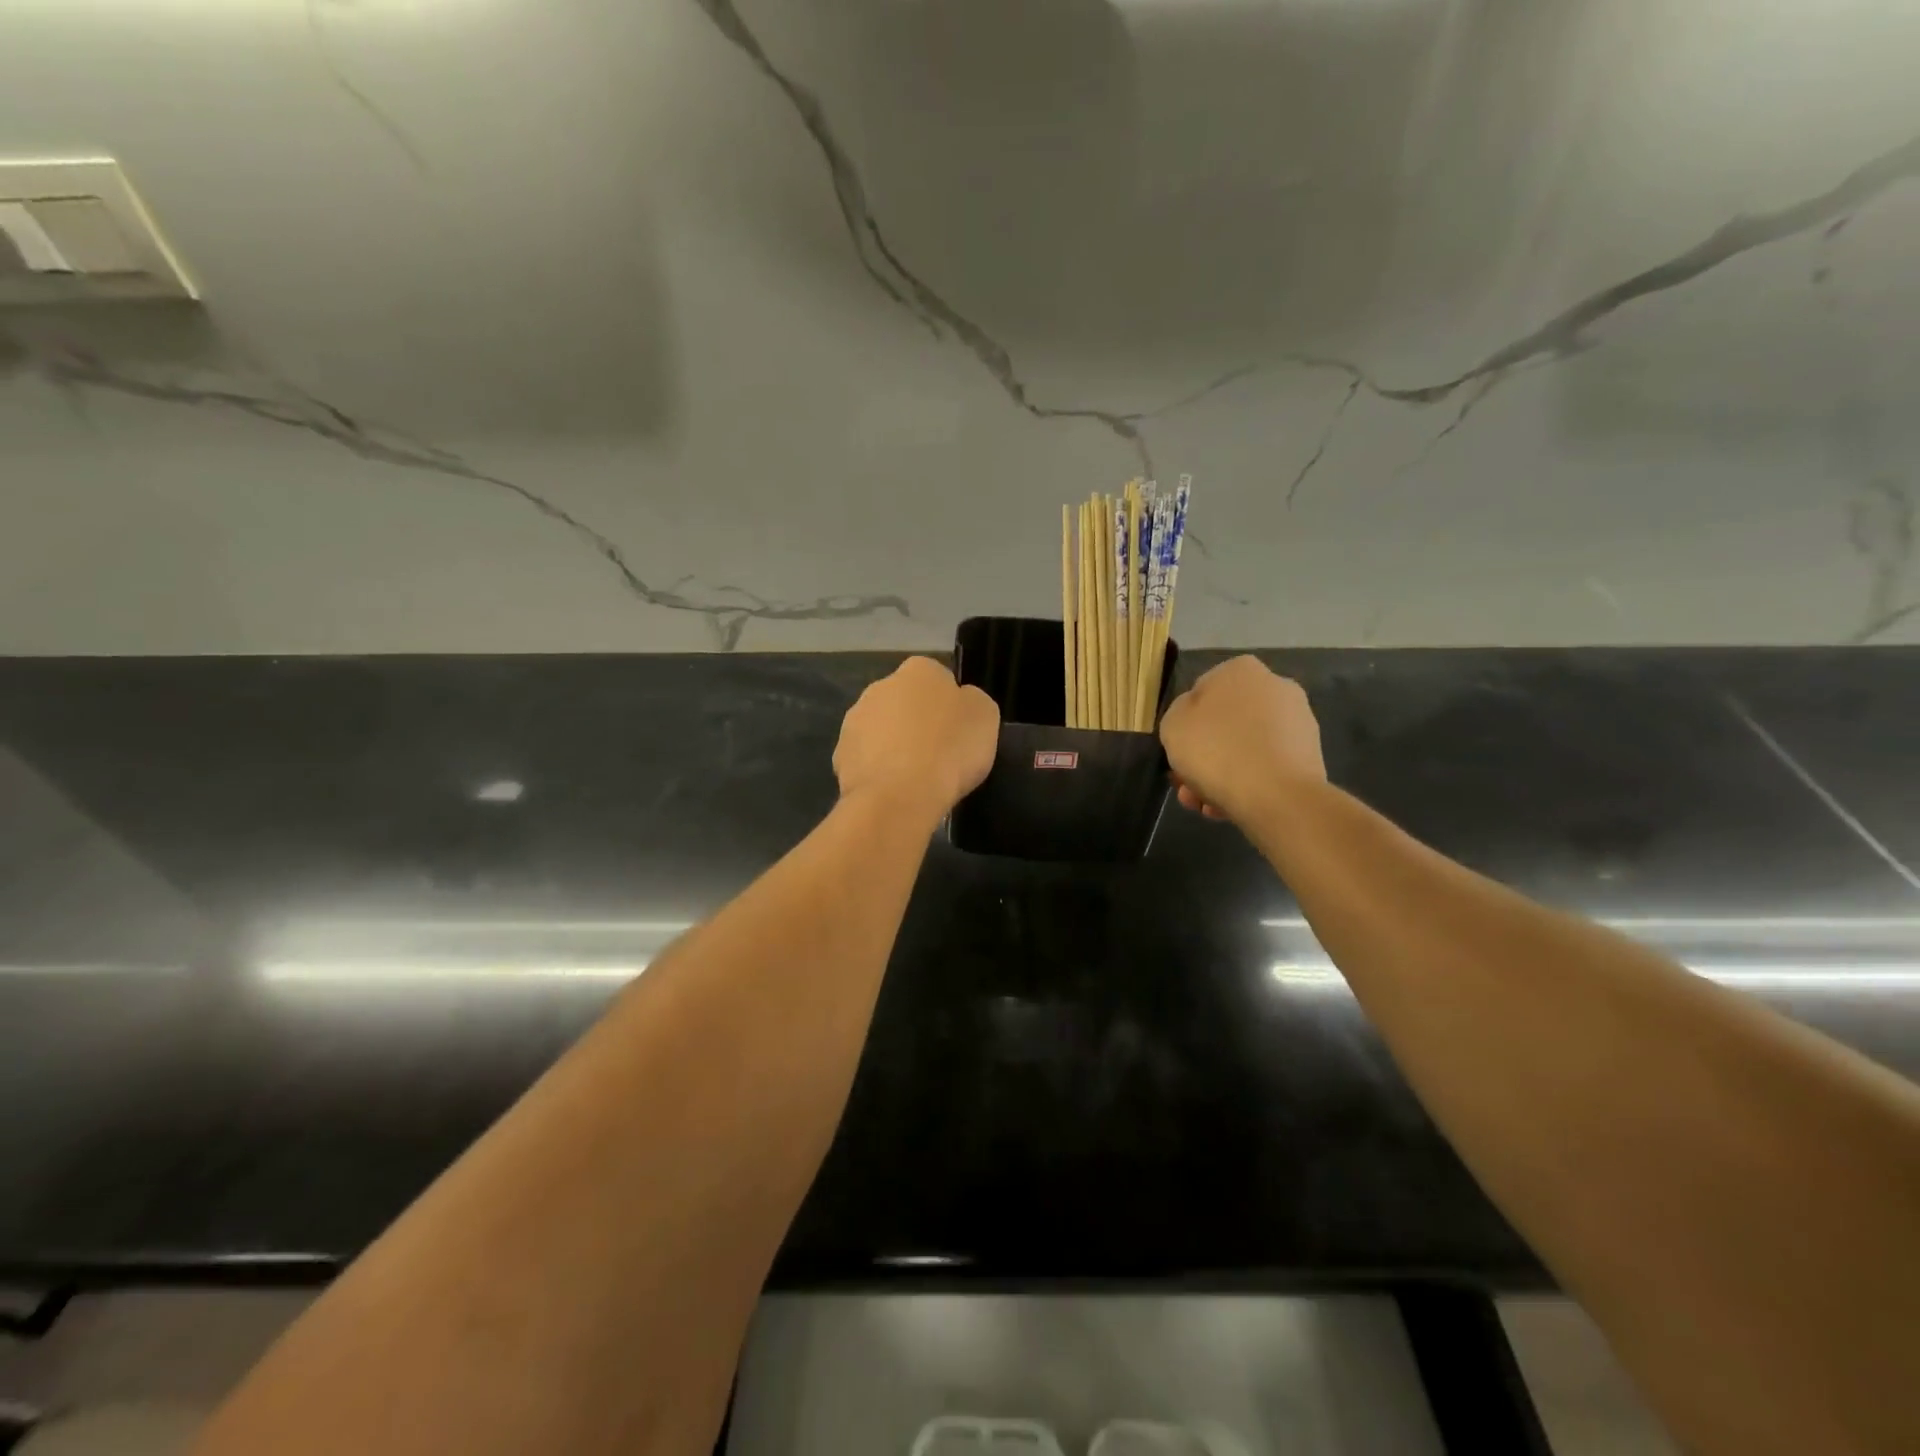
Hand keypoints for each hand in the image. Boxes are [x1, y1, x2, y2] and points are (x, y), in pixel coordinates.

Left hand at [834, 657, 999, 821]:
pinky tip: (893, 790)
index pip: (937, 678)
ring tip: (914, 778)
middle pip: (904, 702)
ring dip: (893, 745)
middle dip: (916, 722)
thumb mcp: (985, 717)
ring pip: (880, 730)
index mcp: (918, 670)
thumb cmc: (950, 749)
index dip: (949, 705)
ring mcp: (854, 720)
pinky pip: (865, 759)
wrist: (900, 795)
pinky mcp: (840, 754)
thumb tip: (959, 703)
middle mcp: (880, 686)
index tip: (958, 731)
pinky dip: (877, 771)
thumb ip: (971, 702)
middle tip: (938, 753)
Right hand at [1159, 656, 1325, 825]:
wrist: (1277, 795)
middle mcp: (1274, 686)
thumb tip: (1195, 719)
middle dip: (1204, 756)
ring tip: (1205, 805)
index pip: (1201, 693)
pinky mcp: (1310, 754)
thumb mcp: (1173, 726)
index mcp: (1239, 670)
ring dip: (1221, 775)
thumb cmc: (1216, 750)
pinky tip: (1229, 808)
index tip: (1178, 752)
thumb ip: (1179, 714)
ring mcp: (1297, 721)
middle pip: (1225, 724)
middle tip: (1187, 786)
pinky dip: (1248, 783)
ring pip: (1245, 748)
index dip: (1185, 726)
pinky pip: (1267, 766)